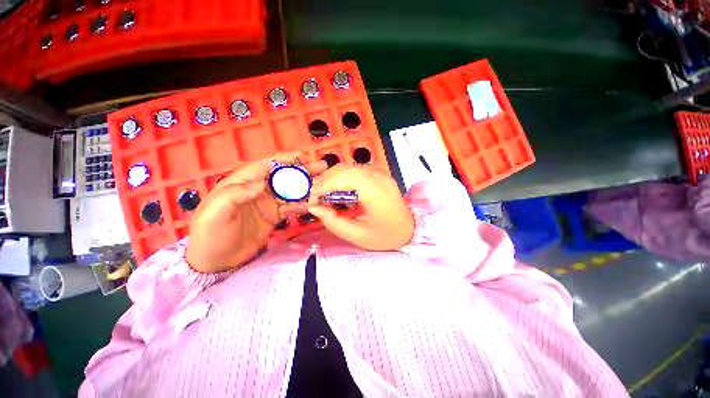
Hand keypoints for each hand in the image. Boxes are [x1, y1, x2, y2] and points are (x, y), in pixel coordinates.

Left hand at [186, 153, 325, 272]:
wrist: (213, 261)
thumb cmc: (209, 233)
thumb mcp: (215, 211)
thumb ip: (236, 193)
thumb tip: (262, 183)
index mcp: (241, 182)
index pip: (265, 166)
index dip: (284, 159)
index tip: (303, 156)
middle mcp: (257, 190)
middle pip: (282, 176)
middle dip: (301, 170)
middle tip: (321, 167)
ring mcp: (268, 203)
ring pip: (290, 191)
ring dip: (306, 186)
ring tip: (323, 184)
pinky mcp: (274, 217)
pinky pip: (291, 207)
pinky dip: (302, 205)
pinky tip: (313, 204)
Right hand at [308, 165, 414, 250]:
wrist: (410, 229)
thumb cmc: (385, 236)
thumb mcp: (357, 236)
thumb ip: (333, 222)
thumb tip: (315, 207)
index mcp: (374, 191)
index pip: (341, 178)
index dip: (322, 187)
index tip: (313, 202)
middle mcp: (377, 176)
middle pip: (342, 169)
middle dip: (324, 182)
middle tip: (317, 199)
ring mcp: (379, 173)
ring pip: (347, 167)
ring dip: (332, 179)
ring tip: (326, 196)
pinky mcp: (379, 174)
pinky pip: (355, 170)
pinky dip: (342, 178)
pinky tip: (340, 192)